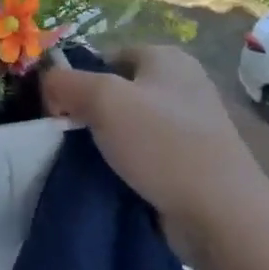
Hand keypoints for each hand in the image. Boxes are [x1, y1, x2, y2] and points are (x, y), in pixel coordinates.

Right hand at [41, 45, 268, 265]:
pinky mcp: (191, 161)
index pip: (107, 56)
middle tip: (64, 136)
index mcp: (167, 58)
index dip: (78, 78)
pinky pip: (145, 154)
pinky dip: (125, 164)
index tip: (57, 110)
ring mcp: (190, 125)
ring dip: (105, 142)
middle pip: (117, 90)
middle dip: (89, 111)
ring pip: (129, 125)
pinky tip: (109, 180)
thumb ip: (67, 82)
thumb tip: (48, 83)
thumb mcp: (104, 100)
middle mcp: (182, 84)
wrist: (220, 213)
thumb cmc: (163, 144)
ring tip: (82, 161)